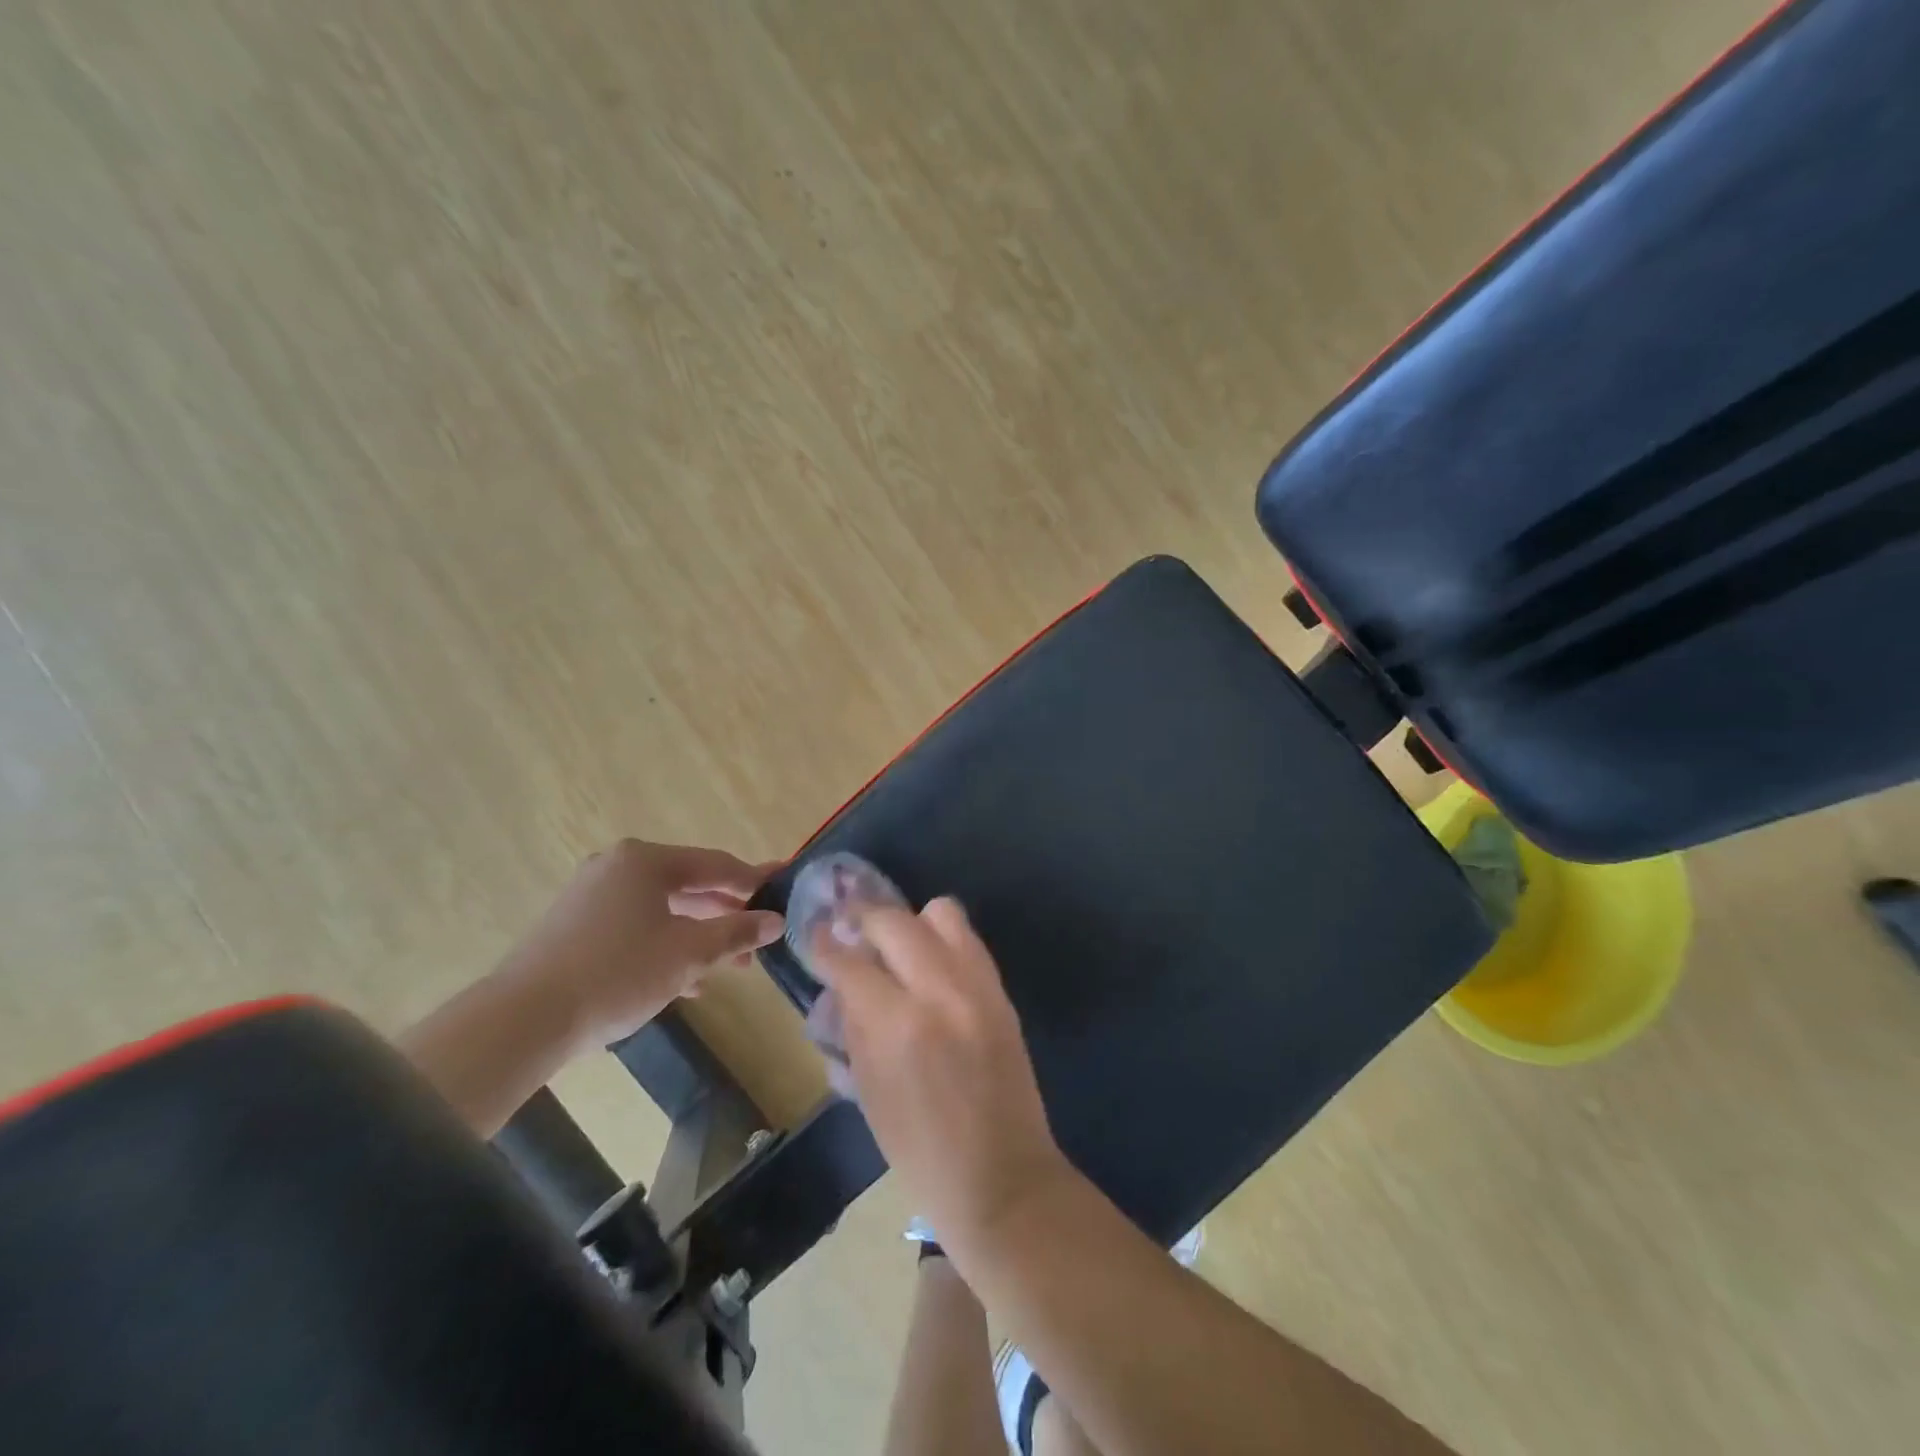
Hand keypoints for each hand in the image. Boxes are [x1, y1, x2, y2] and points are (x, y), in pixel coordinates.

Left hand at [502, 840, 784, 1047]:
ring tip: (730, 966)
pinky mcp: (575, 927)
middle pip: (688, 886)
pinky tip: (686, 982)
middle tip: (759, 935)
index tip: (783, 886)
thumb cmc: (618, 973)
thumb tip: (775, 921)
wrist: (524, 1019)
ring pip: (662, 910)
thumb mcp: (688, 953)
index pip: (715, 864)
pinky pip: (636, 927)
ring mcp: (592, 896)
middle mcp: (617, 868)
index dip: (753, 880)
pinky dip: (665, 946)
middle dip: (726, 914)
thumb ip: (735, 933)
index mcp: (645, 861)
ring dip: (699, 935)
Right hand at [812, 898, 1071, 1261]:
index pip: (849, 962)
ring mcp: (978, 985)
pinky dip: (943, 940)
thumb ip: (854, 1027)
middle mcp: (939, 991)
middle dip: (863, 918)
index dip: (825, 944)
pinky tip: (930, 965)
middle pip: (893, 920)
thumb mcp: (869, 1092)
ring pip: (941, 912)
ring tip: (898, 946)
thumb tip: (841, 983)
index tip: (815, 935)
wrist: (1003, 1177)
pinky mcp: (1001, 991)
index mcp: (897, 1026)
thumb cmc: (921, 1152)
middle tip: (850, 930)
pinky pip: (968, 939)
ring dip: (911, 922)